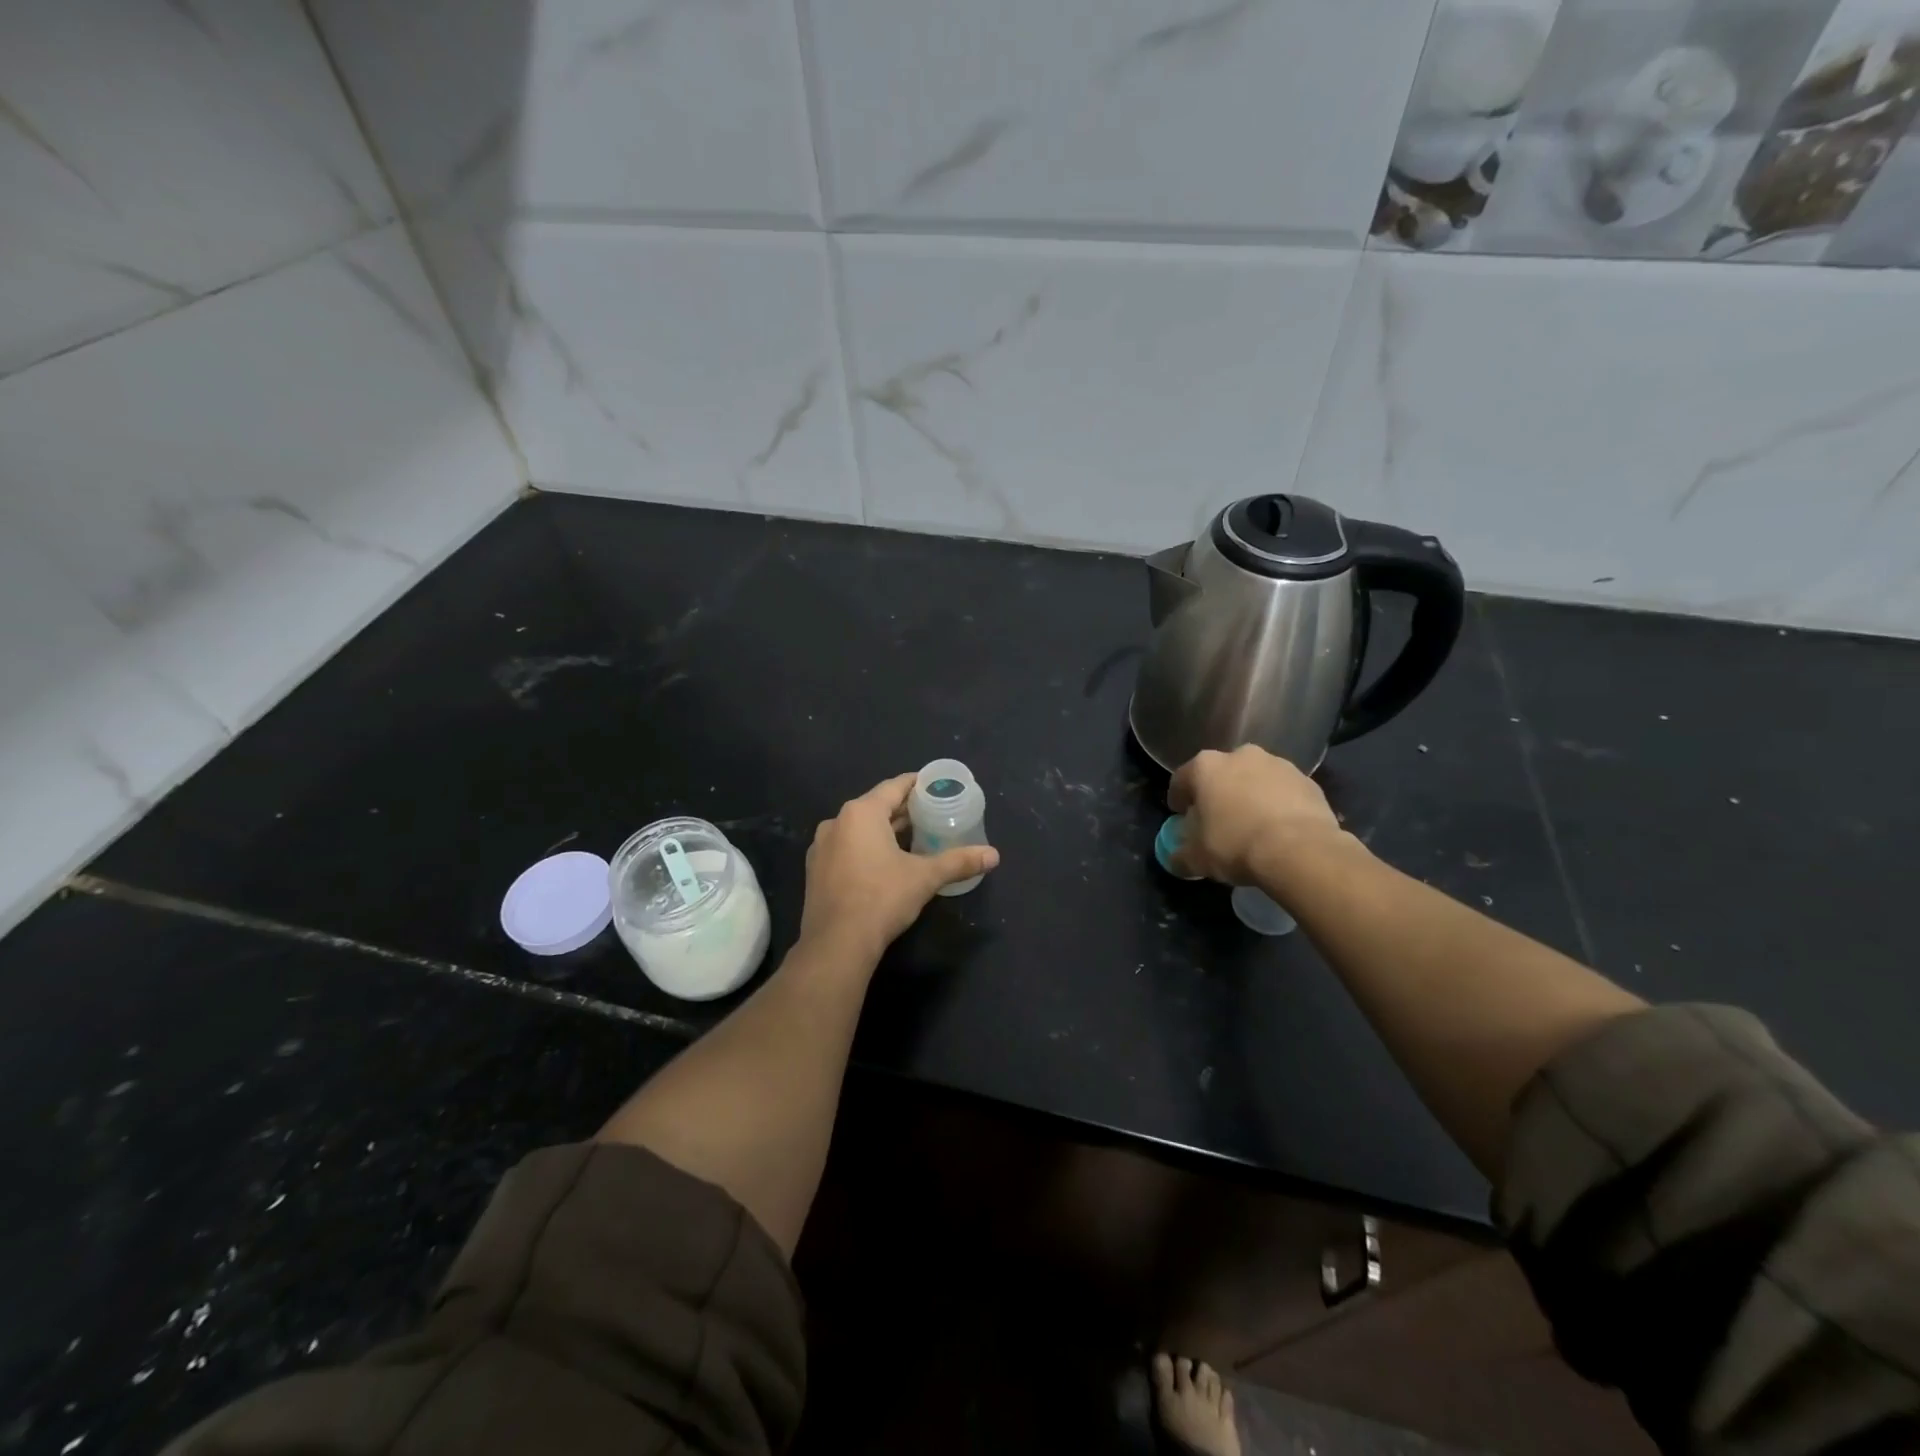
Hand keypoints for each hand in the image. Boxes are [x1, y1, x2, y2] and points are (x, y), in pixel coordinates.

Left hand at [800, 773, 999, 960]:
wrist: (836, 944)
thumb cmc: (882, 899)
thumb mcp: (925, 878)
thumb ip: (959, 862)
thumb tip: (994, 855)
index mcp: (861, 813)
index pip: (894, 787)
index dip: (917, 785)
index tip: (935, 787)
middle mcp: (836, 822)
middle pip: (876, 806)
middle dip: (903, 811)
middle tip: (932, 814)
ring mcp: (821, 847)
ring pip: (859, 829)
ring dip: (885, 831)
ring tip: (913, 839)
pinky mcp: (815, 871)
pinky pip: (846, 848)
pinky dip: (866, 849)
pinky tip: (885, 863)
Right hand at [1167, 745, 1346, 885]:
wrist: (1300, 850)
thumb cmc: (1235, 845)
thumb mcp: (1196, 859)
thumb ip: (1181, 855)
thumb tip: (1177, 858)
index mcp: (1205, 767)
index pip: (1181, 780)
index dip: (1178, 800)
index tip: (1180, 818)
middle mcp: (1240, 755)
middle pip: (1220, 775)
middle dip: (1217, 795)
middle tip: (1218, 822)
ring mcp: (1278, 764)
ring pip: (1254, 780)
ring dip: (1250, 797)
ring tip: (1252, 827)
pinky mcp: (1308, 781)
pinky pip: (1283, 792)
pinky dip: (1278, 805)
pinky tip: (1279, 830)